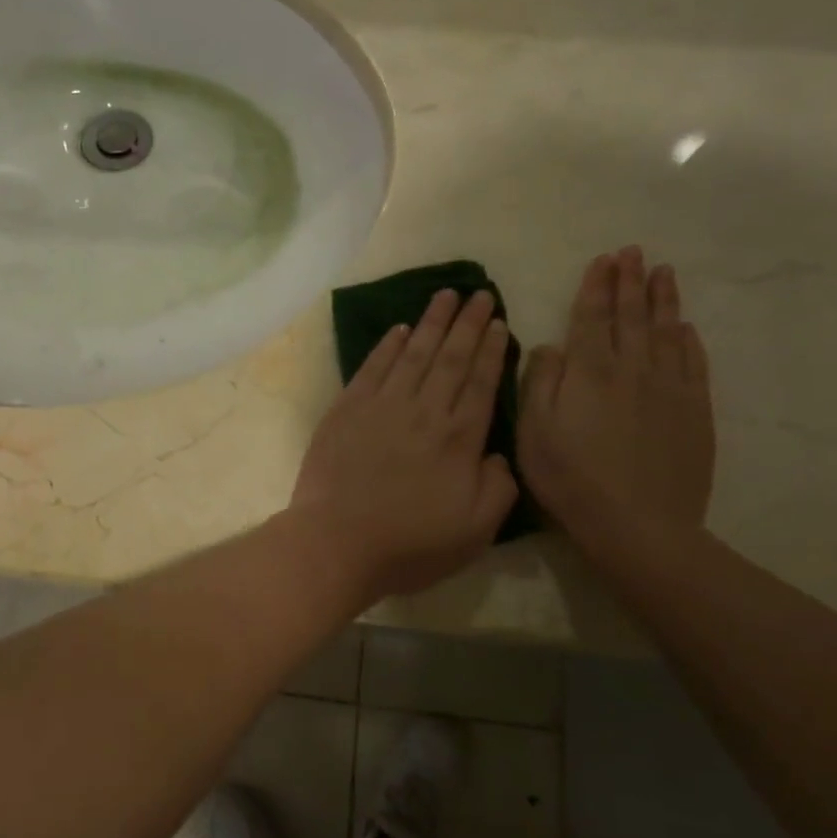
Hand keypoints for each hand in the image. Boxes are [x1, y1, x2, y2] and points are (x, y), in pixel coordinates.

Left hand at [291, 288, 518, 600]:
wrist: (337, 542)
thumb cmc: (410, 544)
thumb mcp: (476, 531)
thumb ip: (499, 488)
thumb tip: (497, 454)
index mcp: (458, 438)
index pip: (480, 382)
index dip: (491, 350)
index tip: (499, 322)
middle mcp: (423, 411)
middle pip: (450, 358)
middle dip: (467, 323)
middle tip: (480, 293)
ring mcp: (381, 406)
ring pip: (413, 354)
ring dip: (431, 322)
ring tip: (445, 295)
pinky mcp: (347, 410)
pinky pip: (372, 367)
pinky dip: (387, 345)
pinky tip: (399, 329)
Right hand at [518, 247, 714, 533]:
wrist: (637, 523)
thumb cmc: (571, 478)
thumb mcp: (533, 431)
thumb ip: (540, 381)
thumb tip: (551, 345)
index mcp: (589, 371)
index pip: (592, 317)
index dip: (596, 286)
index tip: (603, 260)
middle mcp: (632, 368)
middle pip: (631, 316)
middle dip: (630, 281)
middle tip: (632, 252)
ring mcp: (669, 388)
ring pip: (665, 331)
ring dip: (662, 299)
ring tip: (662, 272)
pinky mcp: (694, 411)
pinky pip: (694, 363)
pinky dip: (688, 340)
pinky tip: (684, 327)